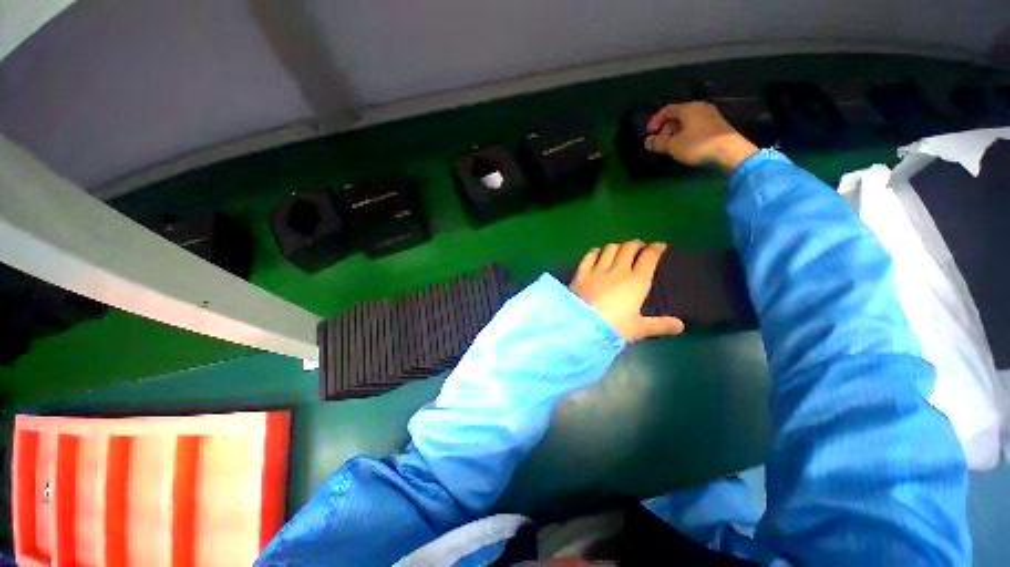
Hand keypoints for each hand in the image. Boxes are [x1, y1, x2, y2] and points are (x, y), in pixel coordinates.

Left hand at [569, 240, 684, 342]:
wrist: (582, 326)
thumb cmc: (614, 328)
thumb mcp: (639, 328)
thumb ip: (659, 325)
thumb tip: (680, 325)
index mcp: (637, 281)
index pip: (649, 257)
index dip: (656, 249)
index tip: (659, 246)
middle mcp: (618, 270)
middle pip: (629, 248)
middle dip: (636, 244)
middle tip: (639, 246)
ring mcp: (598, 269)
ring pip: (610, 249)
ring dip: (617, 246)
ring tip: (619, 249)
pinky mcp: (581, 272)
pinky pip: (590, 255)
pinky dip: (596, 251)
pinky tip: (597, 252)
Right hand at [644, 101, 758, 170]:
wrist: (729, 151)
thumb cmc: (697, 145)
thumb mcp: (673, 146)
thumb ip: (658, 143)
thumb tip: (647, 142)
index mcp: (688, 108)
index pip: (666, 110)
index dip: (655, 121)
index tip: (649, 134)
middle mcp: (699, 108)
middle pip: (677, 115)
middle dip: (665, 128)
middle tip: (660, 142)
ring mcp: (710, 116)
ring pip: (687, 121)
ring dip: (675, 132)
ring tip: (671, 146)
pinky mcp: (716, 125)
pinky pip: (695, 126)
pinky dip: (686, 134)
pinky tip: (684, 146)